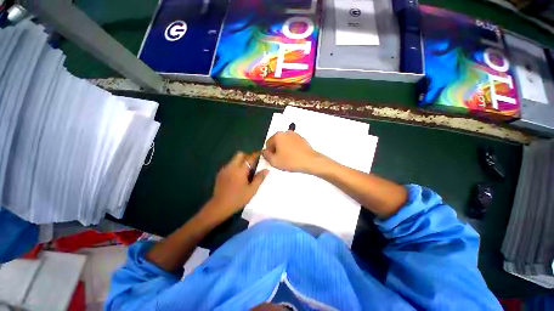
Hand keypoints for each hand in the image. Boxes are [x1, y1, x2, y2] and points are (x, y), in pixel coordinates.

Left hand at [202, 152, 267, 223]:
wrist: (219, 206)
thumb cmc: (238, 199)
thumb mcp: (252, 190)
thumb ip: (259, 178)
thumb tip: (266, 170)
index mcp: (240, 170)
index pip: (249, 158)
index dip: (255, 155)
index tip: (260, 154)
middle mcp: (232, 167)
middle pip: (240, 154)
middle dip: (247, 156)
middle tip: (252, 163)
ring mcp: (225, 169)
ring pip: (234, 159)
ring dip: (240, 161)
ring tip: (245, 171)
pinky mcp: (220, 173)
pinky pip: (229, 165)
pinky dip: (235, 166)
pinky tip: (236, 176)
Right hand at [261, 131, 321, 173]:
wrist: (310, 161)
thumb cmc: (290, 161)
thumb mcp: (274, 161)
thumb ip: (266, 155)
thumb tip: (264, 151)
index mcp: (278, 135)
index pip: (268, 143)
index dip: (268, 153)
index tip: (273, 159)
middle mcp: (286, 132)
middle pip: (276, 141)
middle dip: (276, 150)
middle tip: (280, 160)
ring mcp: (295, 135)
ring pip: (284, 142)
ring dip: (283, 149)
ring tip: (287, 158)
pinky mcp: (302, 138)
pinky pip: (292, 143)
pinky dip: (291, 148)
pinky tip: (294, 156)